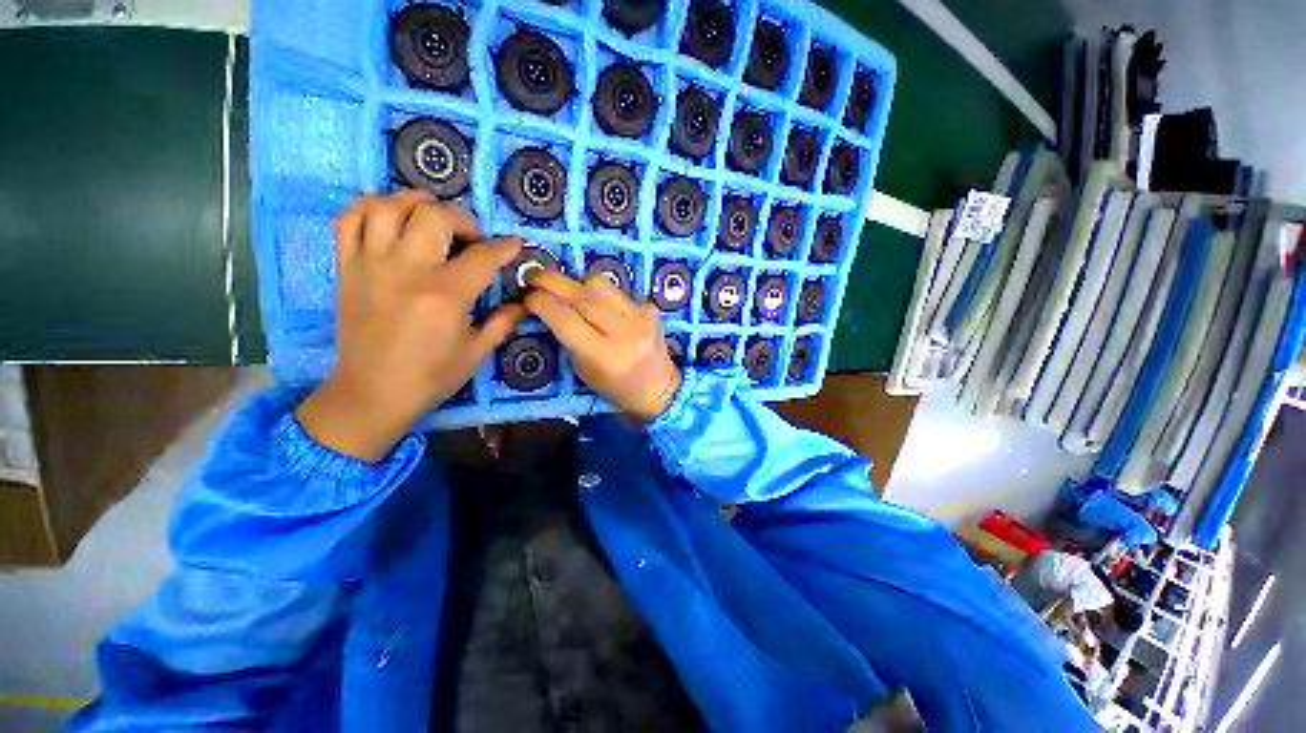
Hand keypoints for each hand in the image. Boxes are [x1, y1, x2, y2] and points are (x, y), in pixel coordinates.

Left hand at [296, 191, 524, 460]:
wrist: (372, 393)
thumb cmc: (432, 376)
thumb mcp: (477, 352)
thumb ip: (504, 322)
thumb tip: (525, 303)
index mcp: (445, 295)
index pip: (482, 256)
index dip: (505, 247)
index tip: (514, 245)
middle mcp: (407, 270)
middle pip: (435, 215)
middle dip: (463, 219)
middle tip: (472, 238)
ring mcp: (371, 264)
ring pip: (389, 206)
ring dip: (417, 204)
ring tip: (432, 219)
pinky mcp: (346, 267)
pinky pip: (350, 219)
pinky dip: (373, 208)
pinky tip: (391, 219)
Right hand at [524, 270, 680, 421]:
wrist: (659, 389)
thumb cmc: (616, 388)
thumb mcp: (583, 371)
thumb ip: (567, 338)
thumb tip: (548, 306)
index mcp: (603, 355)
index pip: (565, 317)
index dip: (541, 302)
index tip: (527, 297)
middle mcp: (624, 332)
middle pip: (582, 294)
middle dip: (552, 282)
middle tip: (535, 277)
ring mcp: (641, 317)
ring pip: (600, 284)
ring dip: (578, 284)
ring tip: (570, 292)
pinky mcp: (651, 309)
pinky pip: (619, 291)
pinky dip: (604, 295)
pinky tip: (602, 307)